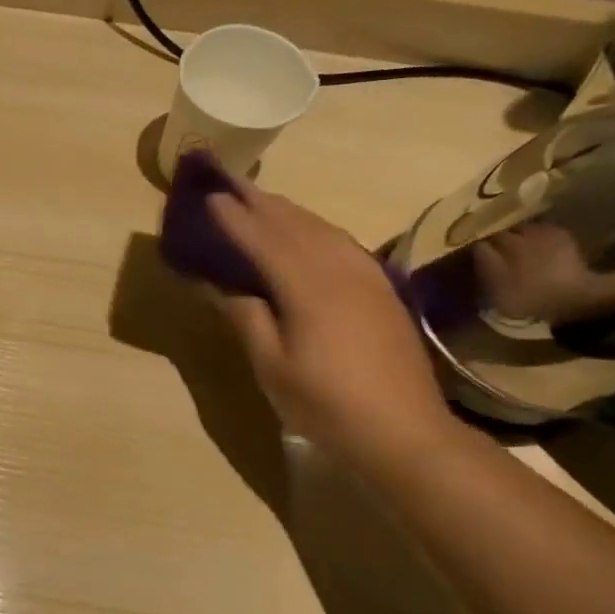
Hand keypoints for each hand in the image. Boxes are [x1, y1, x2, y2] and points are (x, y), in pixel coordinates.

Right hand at [209, 185, 457, 470]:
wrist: (405, 432)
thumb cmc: (327, 404)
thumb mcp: (273, 368)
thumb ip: (247, 318)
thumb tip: (220, 285)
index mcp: (308, 288)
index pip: (263, 241)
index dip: (234, 218)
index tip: (209, 195)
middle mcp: (340, 270)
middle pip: (295, 225)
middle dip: (261, 202)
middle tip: (231, 181)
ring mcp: (367, 277)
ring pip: (322, 229)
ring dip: (288, 211)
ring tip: (261, 200)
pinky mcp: (382, 290)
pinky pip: (342, 243)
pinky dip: (316, 228)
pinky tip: (308, 232)